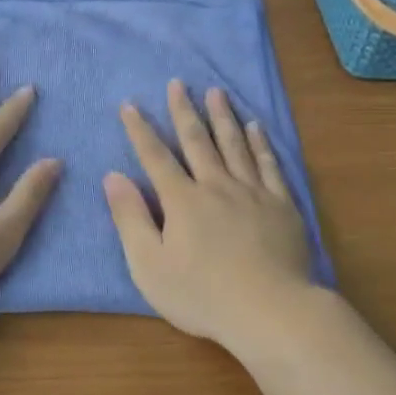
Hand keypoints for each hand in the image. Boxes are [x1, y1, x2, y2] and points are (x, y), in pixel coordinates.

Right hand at [103, 80, 315, 350]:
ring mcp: (252, 193)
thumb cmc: (202, 295)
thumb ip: (130, 218)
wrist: (270, 311)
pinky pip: (269, 165)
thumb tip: (113, 176)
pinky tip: (257, 127)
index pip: (155, 157)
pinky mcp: (281, 205)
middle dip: (184, 110)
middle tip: (179, 83)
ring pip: (235, 144)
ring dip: (223, 117)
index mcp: (182, 201)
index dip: (140, 130)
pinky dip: (261, 143)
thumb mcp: (149, 265)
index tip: (130, 104)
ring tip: (217, 92)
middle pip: (197, 141)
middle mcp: (216, 186)